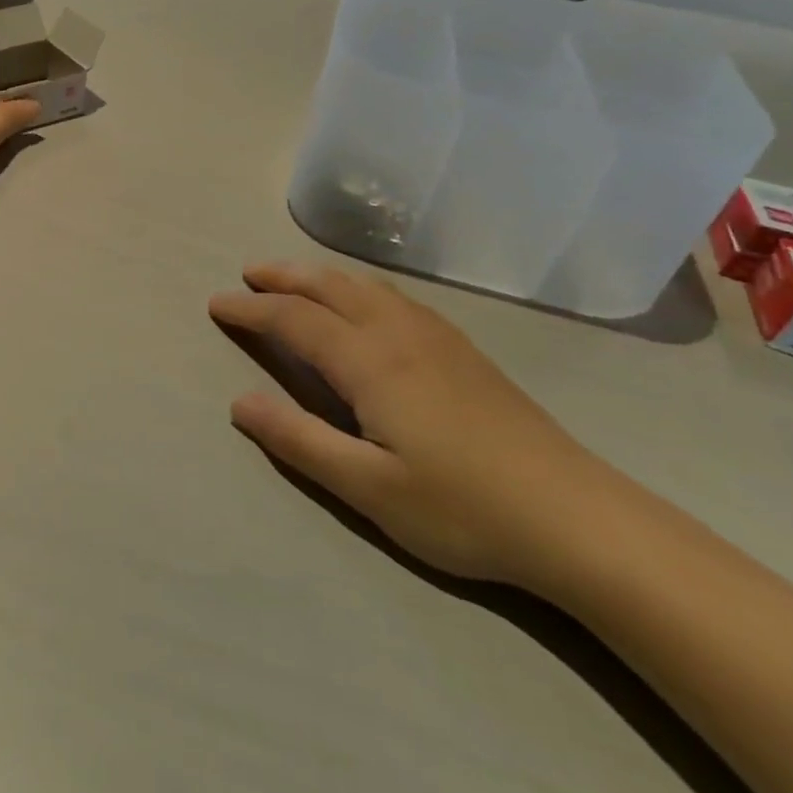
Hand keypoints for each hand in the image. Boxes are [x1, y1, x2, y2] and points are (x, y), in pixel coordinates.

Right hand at [210, 262, 614, 588]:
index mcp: (370, 361)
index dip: (251, 309)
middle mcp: (399, 333)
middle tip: (248, 274)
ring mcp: (437, 337)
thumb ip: (299, 440)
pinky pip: (395, 297)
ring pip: (365, 286)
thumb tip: (239, 402)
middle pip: (329, 286)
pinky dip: (358, 286)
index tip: (216, 303)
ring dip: (321, 275)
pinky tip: (364, 303)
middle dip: (283, 276)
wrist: (576, 518)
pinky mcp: (463, 350)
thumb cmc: (462, 508)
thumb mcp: (367, 488)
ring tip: (294, 279)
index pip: (294, 319)